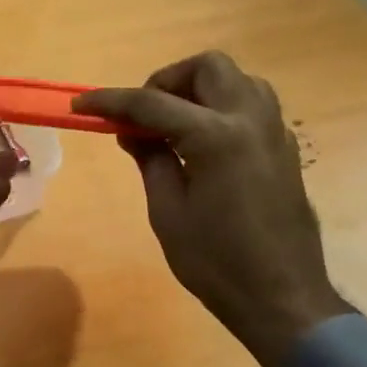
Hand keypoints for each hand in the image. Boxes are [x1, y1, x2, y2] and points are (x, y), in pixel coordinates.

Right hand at [76, 51, 350, 366]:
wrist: (283, 299)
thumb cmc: (216, 262)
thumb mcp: (168, 212)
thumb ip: (151, 160)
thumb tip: (134, 131)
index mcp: (216, 137)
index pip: (153, 103)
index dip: (111, 101)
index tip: (81, 105)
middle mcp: (250, 121)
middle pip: (208, 67)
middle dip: (168, 80)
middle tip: (145, 114)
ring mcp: (274, 132)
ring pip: (238, 78)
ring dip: (201, 88)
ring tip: (176, 123)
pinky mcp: (284, 149)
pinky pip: (254, 105)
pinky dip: (224, 106)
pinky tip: (204, 142)